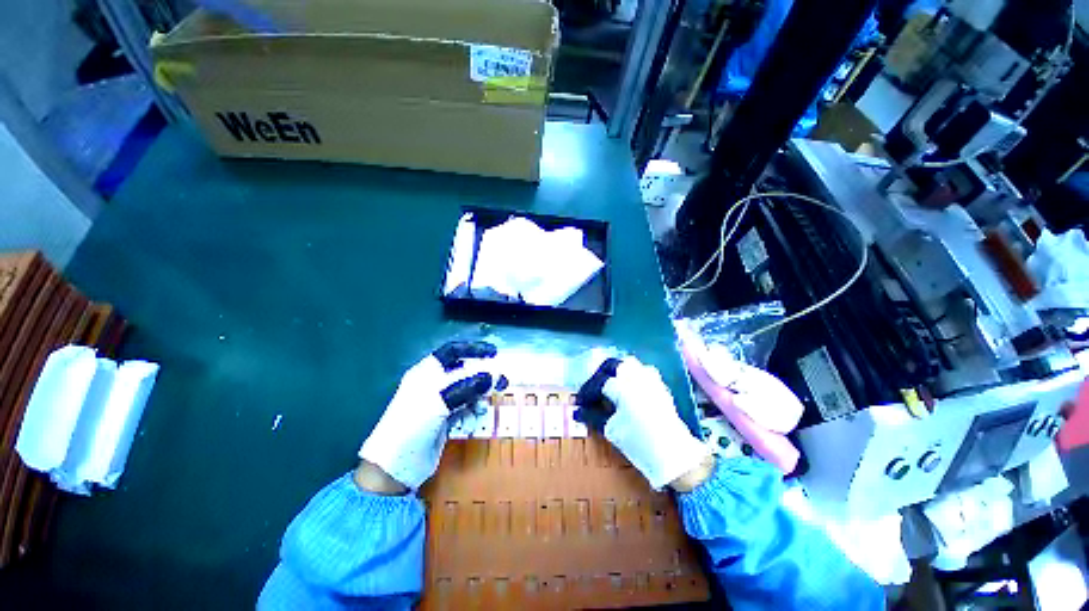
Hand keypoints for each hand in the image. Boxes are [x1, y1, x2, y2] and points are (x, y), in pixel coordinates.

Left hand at [358, 341, 503, 491]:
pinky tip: (471, 422)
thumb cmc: (412, 425)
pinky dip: (472, 412)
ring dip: (479, 397)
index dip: (473, 349)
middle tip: (501, 381)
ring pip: (468, 391)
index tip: (494, 352)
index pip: (452, 352)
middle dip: (483, 375)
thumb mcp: (439, 401)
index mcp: (426, 373)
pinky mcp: (445, 420)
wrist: (395, 468)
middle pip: (464, 372)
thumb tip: (493, 376)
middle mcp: (433, 384)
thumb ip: (468, 386)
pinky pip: (466, 409)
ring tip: (484, 407)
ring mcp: (440, 403)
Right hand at [575, 356, 710, 490]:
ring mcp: (651, 379)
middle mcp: (637, 377)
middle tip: (593, 390)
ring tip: (609, 386)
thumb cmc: (640, 443)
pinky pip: (642, 371)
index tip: (580, 403)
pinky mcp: (660, 385)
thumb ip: (594, 416)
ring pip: (628, 364)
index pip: (599, 382)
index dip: (587, 392)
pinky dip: (630, 376)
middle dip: (599, 375)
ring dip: (616, 372)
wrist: (675, 455)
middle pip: (613, 365)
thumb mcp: (612, 430)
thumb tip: (579, 411)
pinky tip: (627, 390)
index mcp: (624, 387)